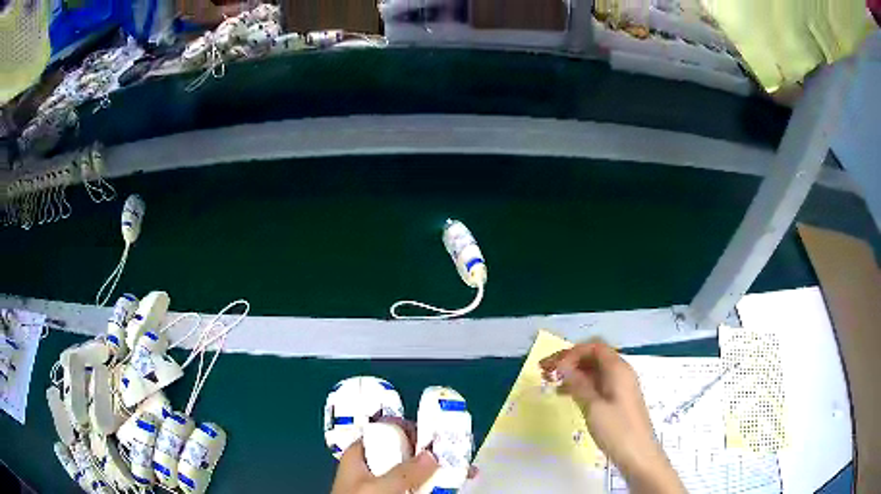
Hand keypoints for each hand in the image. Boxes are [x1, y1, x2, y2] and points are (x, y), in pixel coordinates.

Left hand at [330, 418, 477, 493]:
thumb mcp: (378, 487)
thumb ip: (403, 472)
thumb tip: (432, 454)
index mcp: (359, 455)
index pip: (385, 432)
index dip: (410, 429)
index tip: (435, 432)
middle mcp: (372, 466)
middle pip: (405, 452)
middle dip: (432, 451)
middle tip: (458, 452)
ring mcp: (384, 483)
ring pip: (414, 471)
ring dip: (438, 469)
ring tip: (465, 470)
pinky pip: (417, 486)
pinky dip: (434, 484)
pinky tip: (453, 484)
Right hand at [540, 339, 684, 493]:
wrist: (638, 455)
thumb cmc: (616, 430)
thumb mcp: (593, 407)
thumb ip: (577, 384)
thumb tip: (562, 365)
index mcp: (618, 369)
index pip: (594, 347)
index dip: (572, 353)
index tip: (553, 367)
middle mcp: (621, 372)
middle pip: (593, 357)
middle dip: (569, 360)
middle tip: (544, 370)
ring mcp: (620, 386)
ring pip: (594, 371)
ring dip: (572, 373)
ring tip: (550, 382)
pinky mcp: (617, 400)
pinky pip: (597, 384)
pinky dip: (580, 385)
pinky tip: (565, 394)